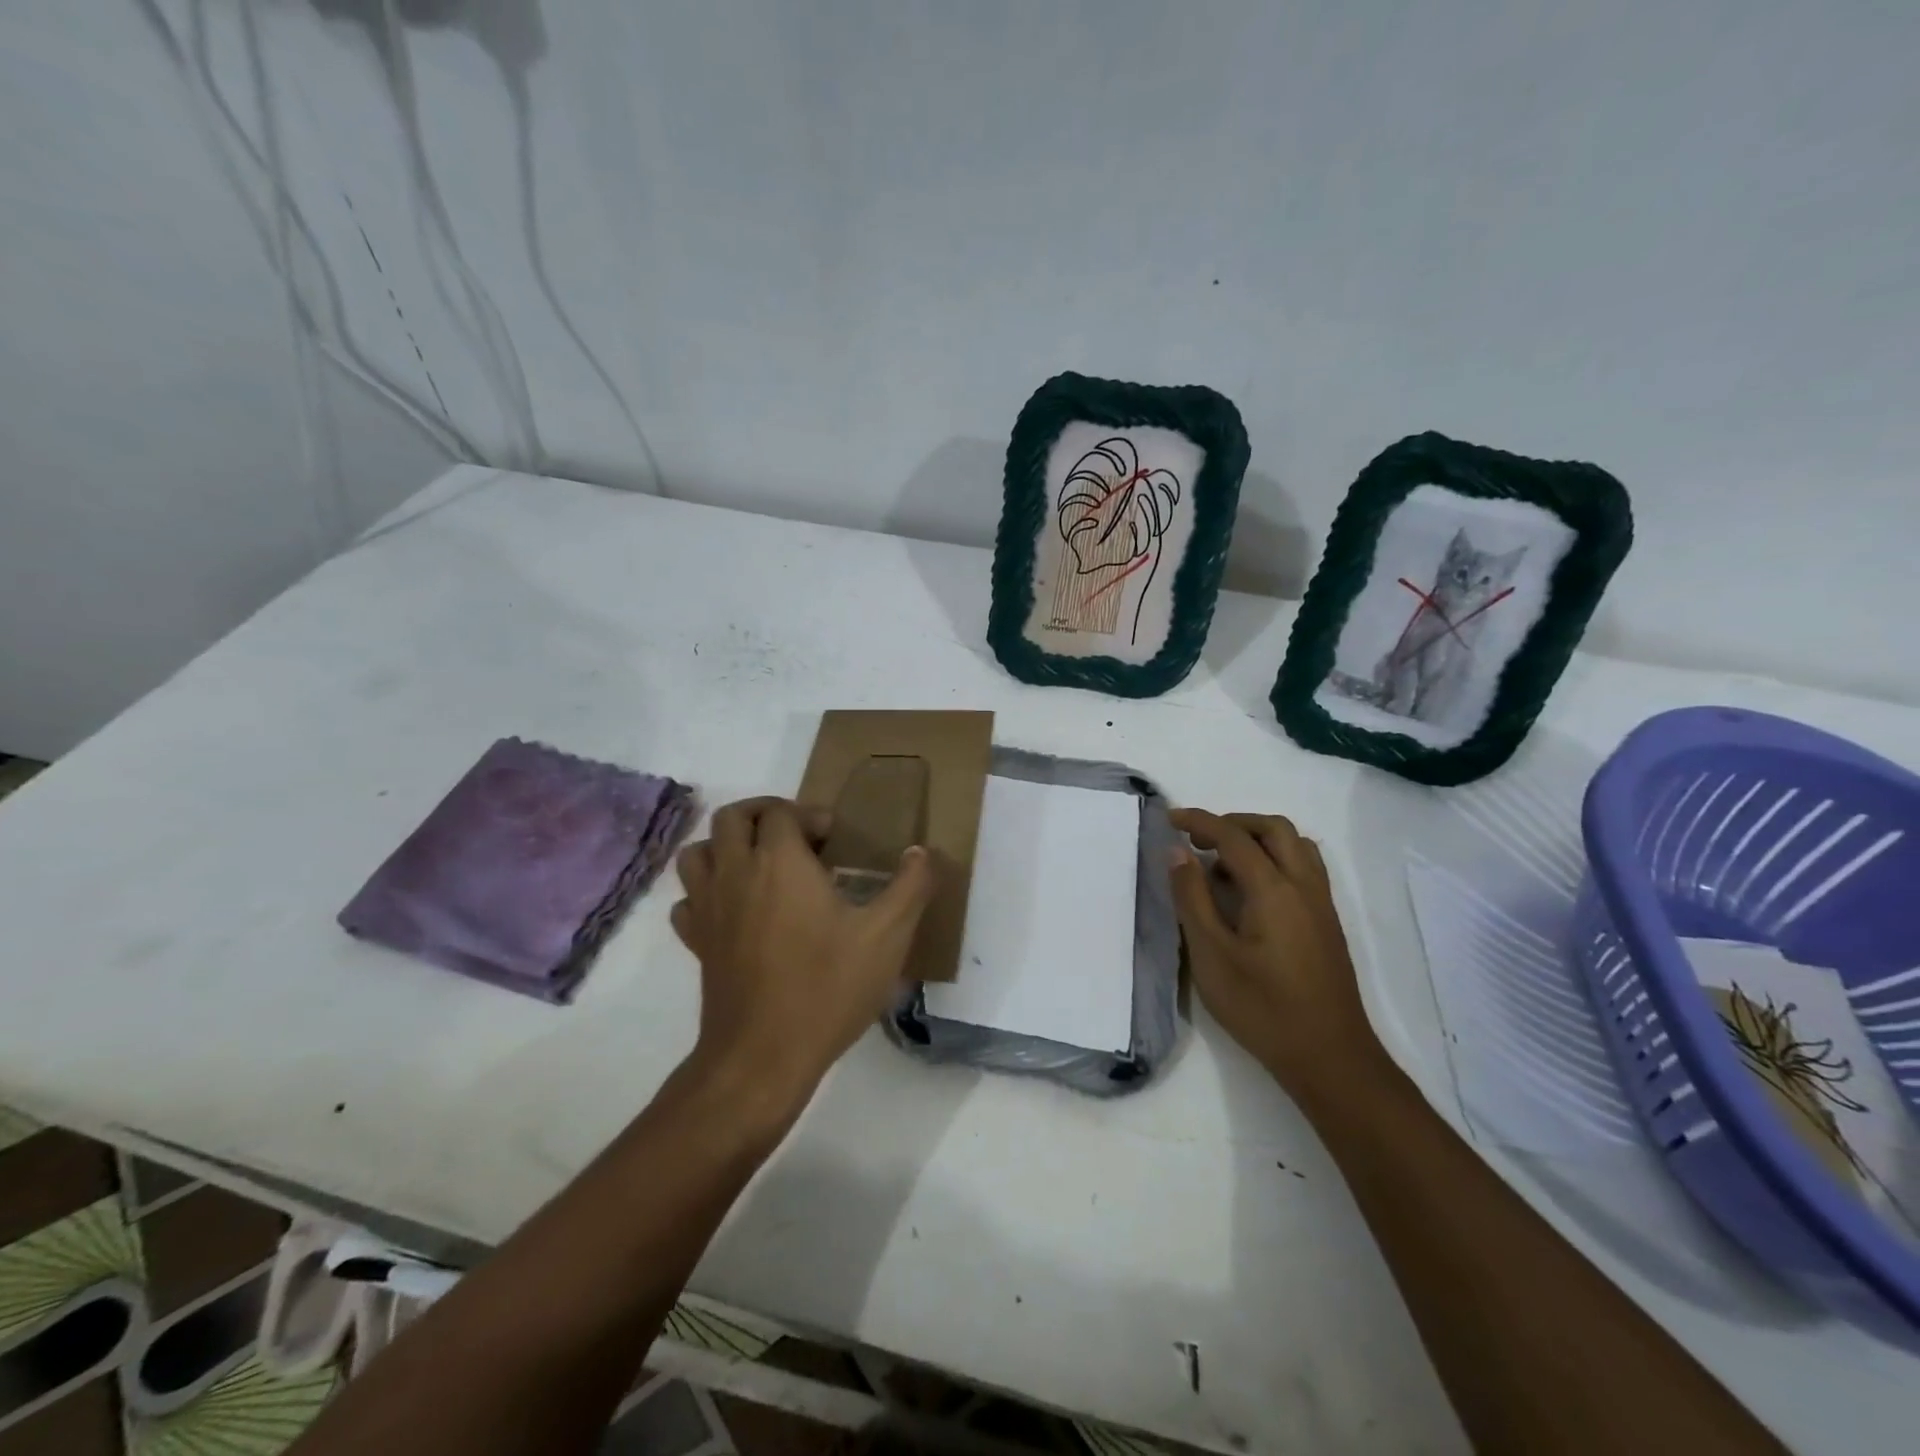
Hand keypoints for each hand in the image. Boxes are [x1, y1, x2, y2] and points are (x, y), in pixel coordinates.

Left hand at [671, 796, 933, 1107]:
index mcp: (779, 861)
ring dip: (726, 845)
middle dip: (764, 814)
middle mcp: (736, 872)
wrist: (763, 1057)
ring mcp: (709, 908)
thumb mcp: (888, 935)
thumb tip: (921, 851)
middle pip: (733, 817)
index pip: (781, 811)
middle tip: (797, 836)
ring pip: (698, 851)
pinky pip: (687, 899)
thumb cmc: (827, 987)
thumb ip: (912, 885)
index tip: (834, 839)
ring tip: (760, 862)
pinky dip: (706, 891)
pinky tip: (734, 908)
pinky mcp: (697, 942)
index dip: (809, 814)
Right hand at [1168, 809, 1381, 1100]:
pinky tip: (1251, 891)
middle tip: (1198, 840)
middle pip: (1273, 829)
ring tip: (1223, 864)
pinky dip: (1275, 858)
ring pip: (1295, 845)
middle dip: (1233, 823)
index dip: (1199, 821)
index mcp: (1274, 890)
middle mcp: (1304, 886)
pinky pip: (1304, 867)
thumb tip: (1177, 852)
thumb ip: (1192, 898)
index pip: (1233, 837)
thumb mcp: (1212, 955)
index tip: (1169, 818)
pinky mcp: (1326, 923)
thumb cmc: (1262, 1008)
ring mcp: (1321, 904)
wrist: (1330, 1057)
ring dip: (1258, 838)